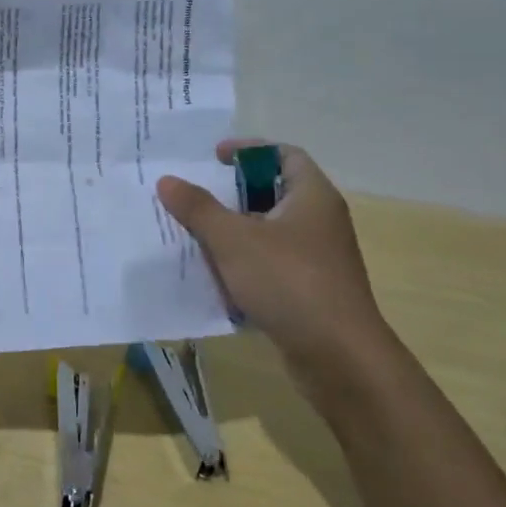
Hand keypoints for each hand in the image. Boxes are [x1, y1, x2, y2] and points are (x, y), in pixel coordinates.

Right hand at [156, 141, 395, 378]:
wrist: (338, 356)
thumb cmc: (288, 281)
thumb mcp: (233, 240)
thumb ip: (198, 208)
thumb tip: (167, 180)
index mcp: (312, 196)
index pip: (284, 154)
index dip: (249, 149)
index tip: (214, 158)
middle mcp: (320, 221)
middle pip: (273, 192)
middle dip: (232, 194)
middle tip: (195, 198)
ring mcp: (317, 257)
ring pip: (269, 231)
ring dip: (234, 231)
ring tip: (196, 236)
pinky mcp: (310, 289)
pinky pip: (271, 263)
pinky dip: (244, 263)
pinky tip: (216, 276)